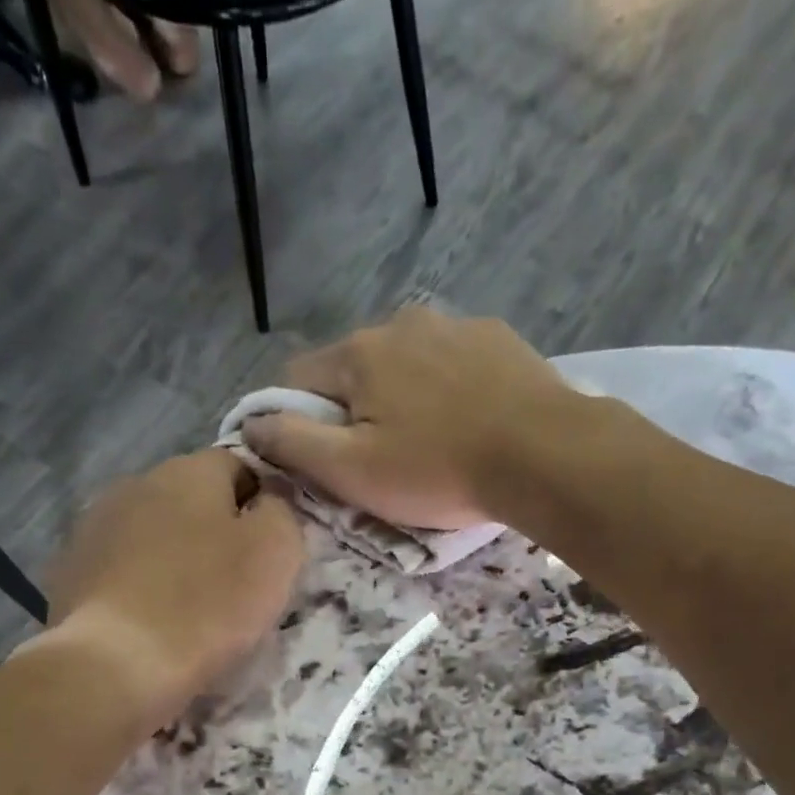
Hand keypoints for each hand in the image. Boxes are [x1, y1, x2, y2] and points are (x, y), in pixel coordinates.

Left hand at [46, 451, 304, 721]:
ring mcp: (94, 525)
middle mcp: (136, 483)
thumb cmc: (208, 605)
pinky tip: (147, 619)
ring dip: (171, 556)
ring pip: (150, 532)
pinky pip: (118, 567)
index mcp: (189, 471)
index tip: (267, 550)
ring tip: (187, 605)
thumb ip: (280, 511)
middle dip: (212, 530)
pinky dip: (136, 584)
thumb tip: (268, 498)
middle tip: (232, 581)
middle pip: (189, 498)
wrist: (117, 665)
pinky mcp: (68, 569)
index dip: (259, 504)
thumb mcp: (275, 553)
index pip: (238, 465)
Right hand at [240, 307, 588, 529]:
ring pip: (405, 365)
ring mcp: (455, 324)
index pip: (298, 378)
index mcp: (358, 353)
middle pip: (354, 370)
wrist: (545, 455)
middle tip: (380, 461)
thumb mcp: (352, 471)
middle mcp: (401, 323)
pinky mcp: (498, 338)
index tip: (319, 459)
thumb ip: (292, 444)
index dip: (296, 420)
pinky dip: (447, 390)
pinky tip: (468, 423)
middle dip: (354, 411)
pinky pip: (451, 364)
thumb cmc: (438, 470)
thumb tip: (249, 423)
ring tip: (430, 444)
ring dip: (402, 398)